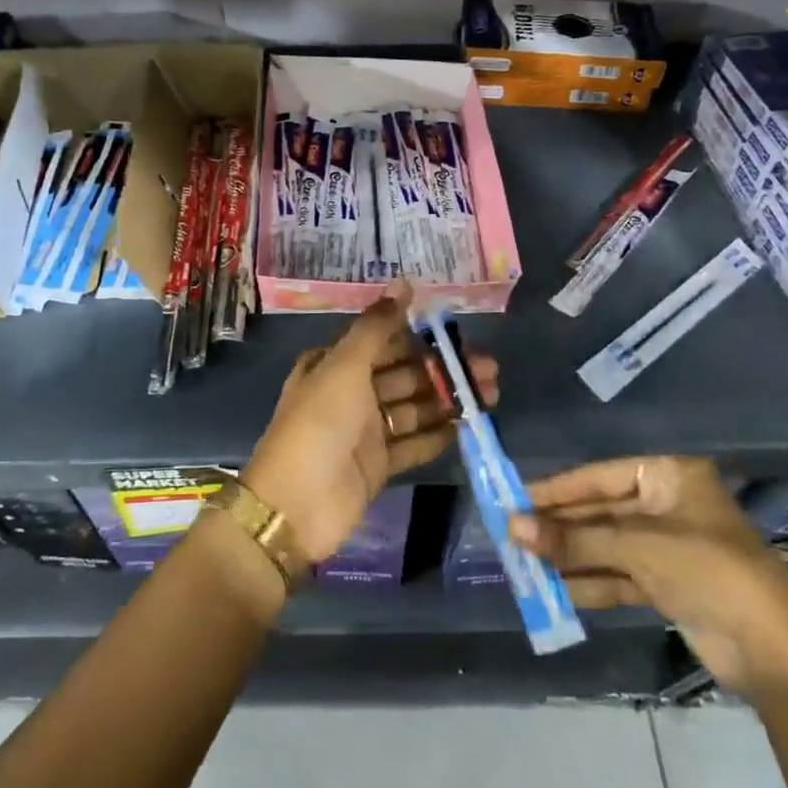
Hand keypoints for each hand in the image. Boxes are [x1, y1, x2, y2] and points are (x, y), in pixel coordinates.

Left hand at [243, 280, 497, 562]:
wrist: (296, 504)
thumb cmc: (319, 423)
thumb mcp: (345, 365)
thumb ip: (377, 326)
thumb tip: (404, 282)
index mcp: (334, 364)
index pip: (383, 342)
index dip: (420, 336)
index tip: (459, 333)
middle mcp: (349, 393)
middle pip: (404, 374)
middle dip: (444, 369)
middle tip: (490, 367)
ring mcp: (364, 431)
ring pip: (413, 408)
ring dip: (448, 400)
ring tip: (491, 394)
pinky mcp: (377, 465)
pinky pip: (412, 444)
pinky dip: (437, 436)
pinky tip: (467, 427)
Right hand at [511, 456, 787, 697]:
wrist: (775, 654)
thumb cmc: (709, 572)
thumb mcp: (638, 548)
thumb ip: (574, 539)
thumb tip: (512, 527)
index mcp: (669, 477)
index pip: (599, 476)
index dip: (556, 490)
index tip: (514, 499)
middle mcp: (667, 505)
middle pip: (600, 512)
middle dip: (560, 528)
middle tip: (512, 535)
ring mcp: (668, 547)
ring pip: (606, 545)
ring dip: (569, 557)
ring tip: (524, 564)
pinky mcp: (668, 584)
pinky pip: (618, 575)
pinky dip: (589, 582)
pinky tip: (554, 590)